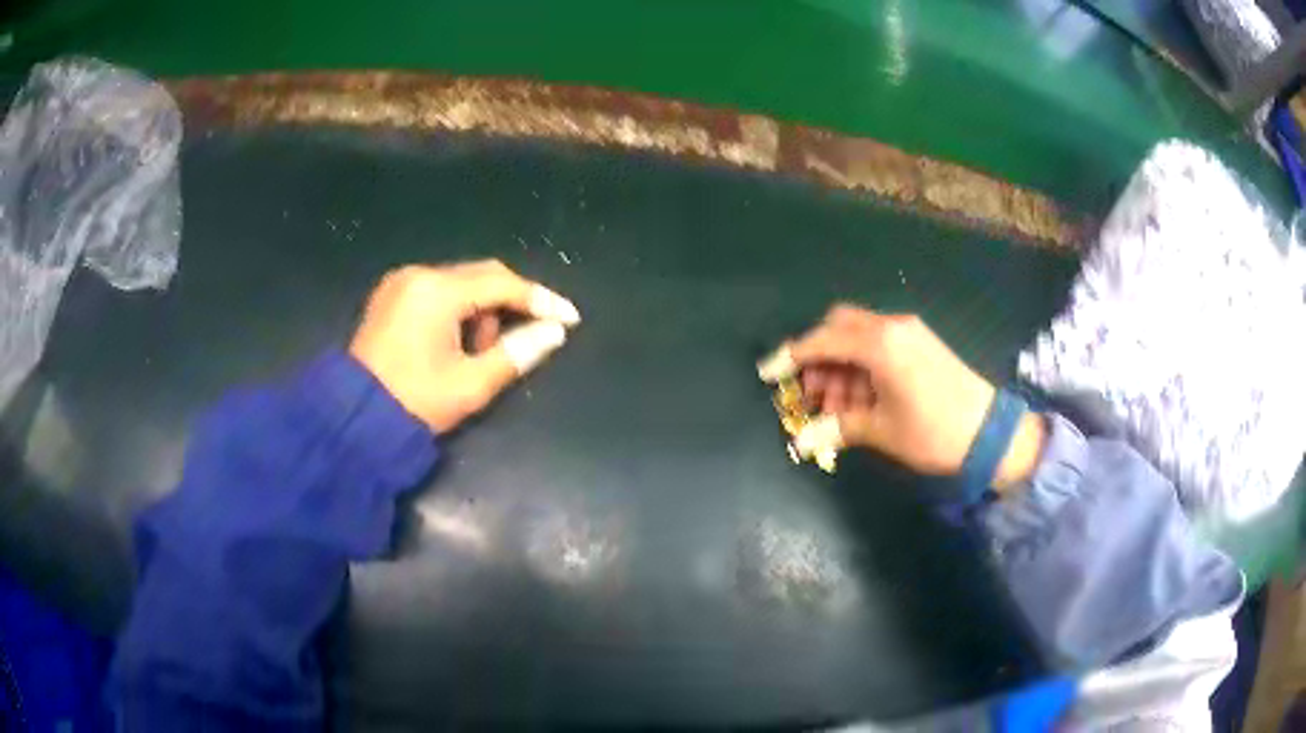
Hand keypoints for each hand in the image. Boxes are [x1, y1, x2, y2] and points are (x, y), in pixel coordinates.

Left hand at [349, 261, 580, 432]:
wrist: (353, 420)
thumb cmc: (415, 403)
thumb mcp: (471, 384)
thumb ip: (517, 353)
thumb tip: (555, 332)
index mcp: (436, 291)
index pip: (501, 284)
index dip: (539, 299)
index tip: (569, 318)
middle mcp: (418, 275)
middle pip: (481, 276)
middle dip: (509, 305)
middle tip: (527, 337)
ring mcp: (400, 283)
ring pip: (460, 283)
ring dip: (481, 310)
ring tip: (479, 352)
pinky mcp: (390, 295)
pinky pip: (437, 291)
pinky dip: (457, 310)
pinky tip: (455, 342)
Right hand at [766, 305, 1043, 488]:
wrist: (990, 434)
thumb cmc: (932, 431)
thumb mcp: (881, 431)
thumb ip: (838, 427)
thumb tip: (801, 440)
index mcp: (880, 344)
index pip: (822, 341)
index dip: (790, 357)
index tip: (767, 373)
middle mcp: (892, 328)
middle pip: (839, 326)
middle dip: (818, 356)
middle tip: (809, 393)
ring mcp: (909, 333)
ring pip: (859, 337)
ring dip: (840, 366)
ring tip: (835, 407)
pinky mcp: (921, 344)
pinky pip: (879, 345)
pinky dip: (861, 367)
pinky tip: (860, 399)